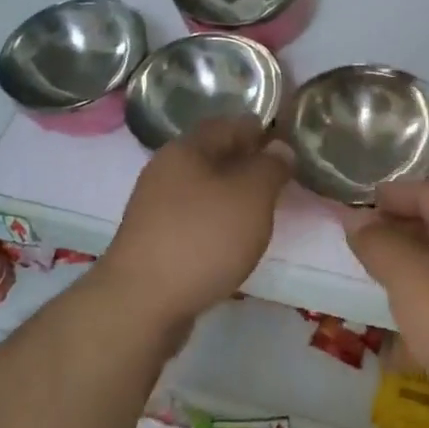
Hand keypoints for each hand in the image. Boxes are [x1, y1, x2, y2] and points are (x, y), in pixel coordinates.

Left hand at [97, 116, 291, 326]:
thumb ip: (270, 168)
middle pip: (211, 156)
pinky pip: (193, 219)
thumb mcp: (251, 196)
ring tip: (261, 209)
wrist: (143, 303)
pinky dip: (216, 221)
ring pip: (202, 189)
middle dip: (244, 162)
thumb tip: (279, 148)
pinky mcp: (154, 241)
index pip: (226, 125)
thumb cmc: (203, 238)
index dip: (257, 129)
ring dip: (230, 194)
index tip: (285, 140)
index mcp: (185, 150)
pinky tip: (232, 239)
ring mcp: (155, 208)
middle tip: (278, 176)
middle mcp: (165, 172)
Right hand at [345, 180, 428, 423]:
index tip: (359, 208)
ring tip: (383, 299)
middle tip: (365, 253)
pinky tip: (414, 351)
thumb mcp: (411, 279)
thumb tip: (359, 219)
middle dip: (401, 238)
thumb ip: (380, 245)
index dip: (392, 196)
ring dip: (417, 281)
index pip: (427, 190)